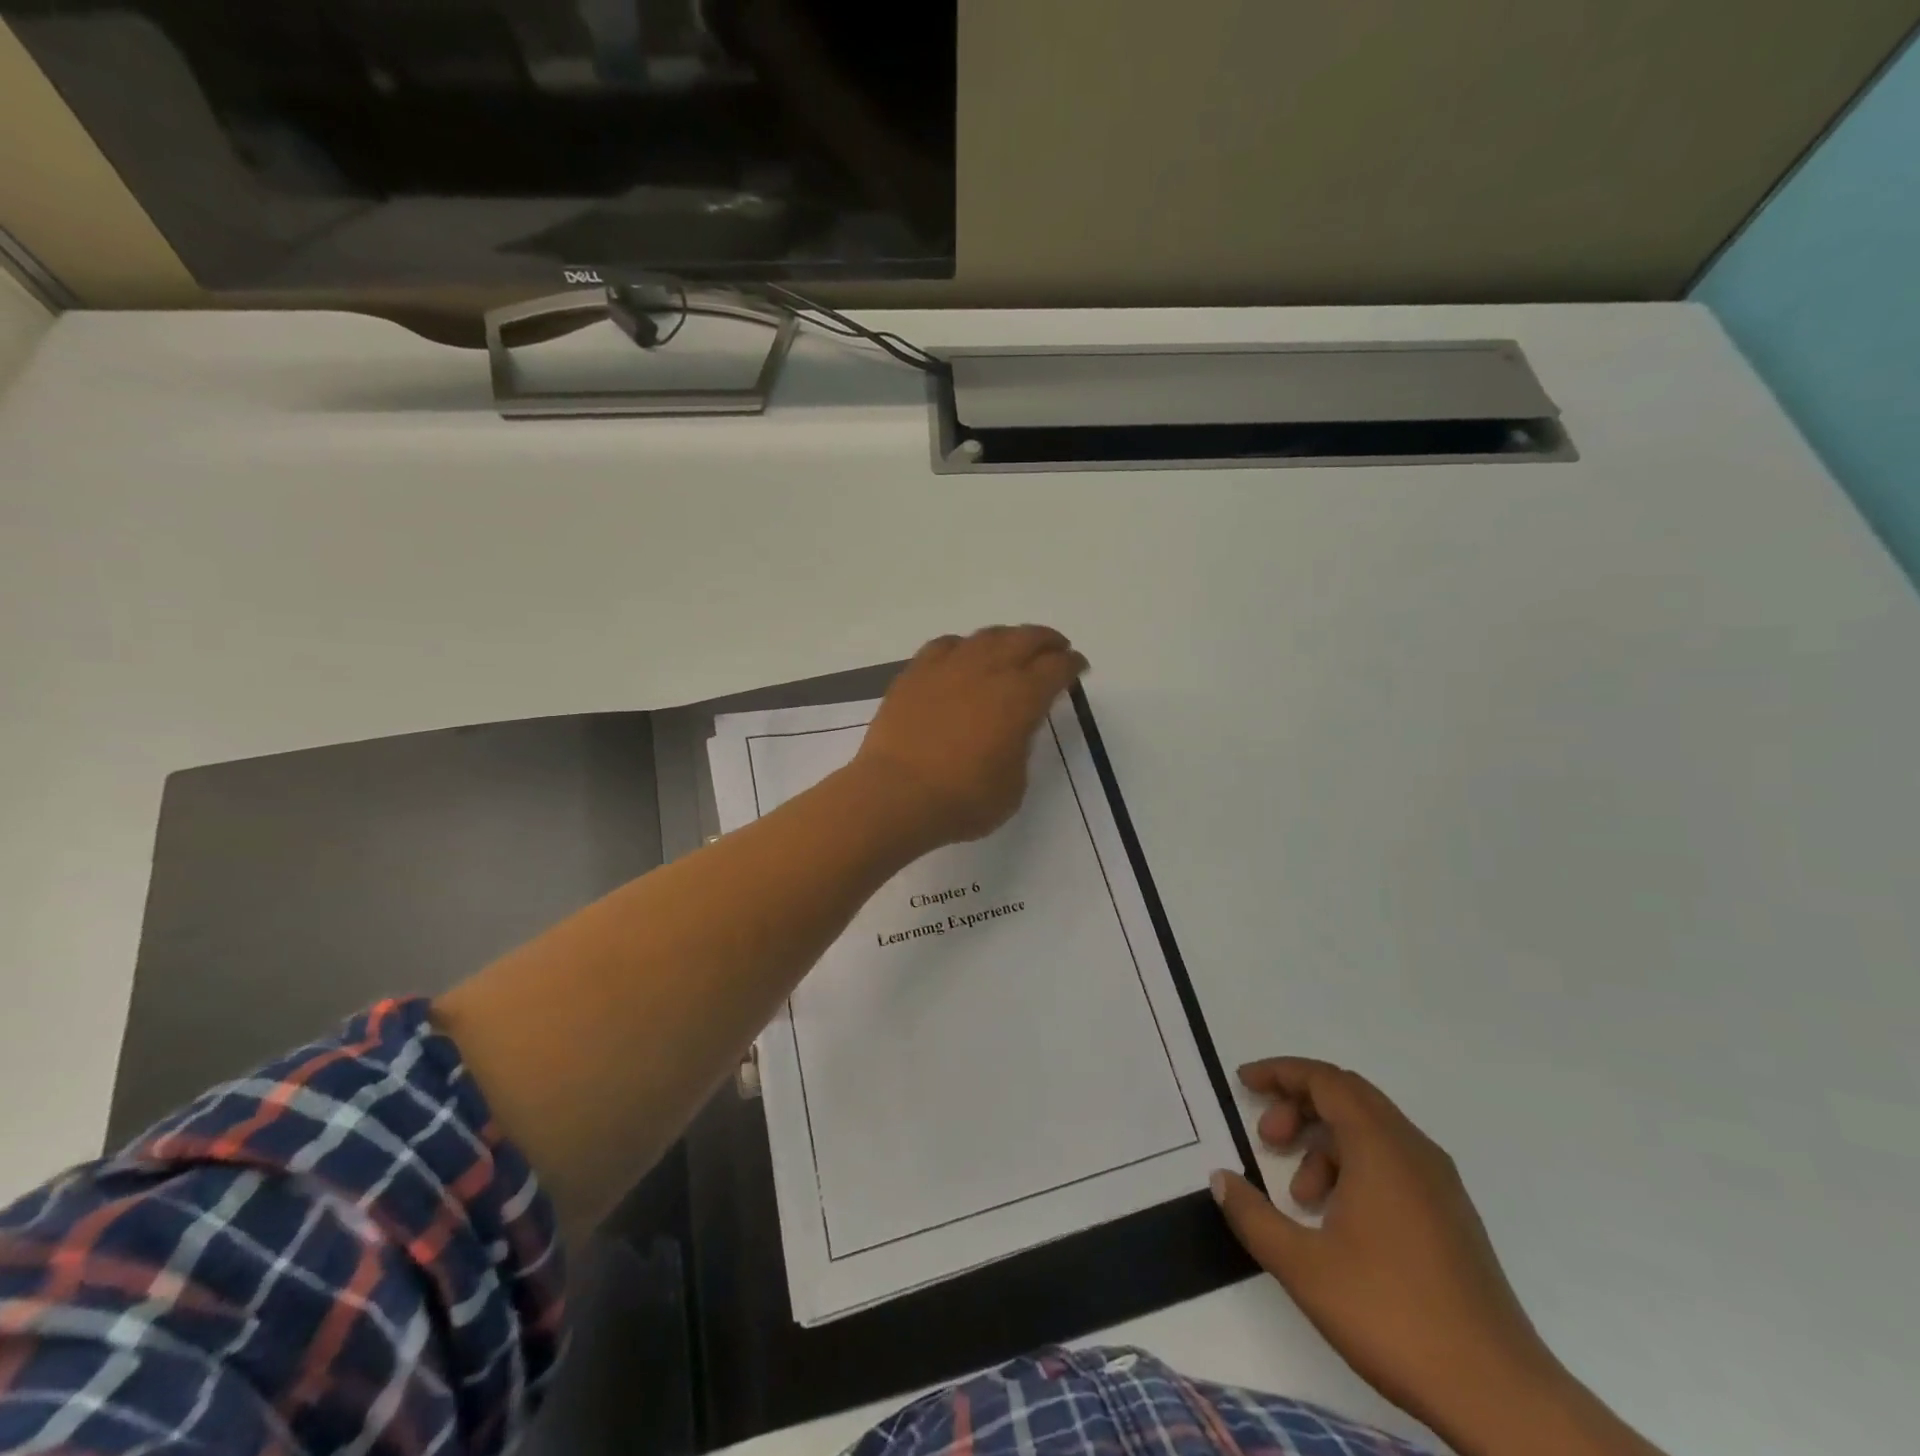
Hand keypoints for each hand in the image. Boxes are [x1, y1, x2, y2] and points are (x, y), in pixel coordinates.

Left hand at [852, 625, 1087, 846]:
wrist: (897, 795)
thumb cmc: (963, 799)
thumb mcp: (1014, 784)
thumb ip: (1020, 747)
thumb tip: (1012, 729)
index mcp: (1021, 697)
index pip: (1056, 668)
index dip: (1072, 665)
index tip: (1078, 667)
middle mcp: (988, 670)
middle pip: (1026, 639)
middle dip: (1047, 641)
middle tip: (1056, 648)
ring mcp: (948, 667)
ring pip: (986, 636)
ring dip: (1008, 638)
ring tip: (1013, 647)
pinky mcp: (915, 673)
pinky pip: (946, 645)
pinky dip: (964, 646)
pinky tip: (963, 656)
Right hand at [1212, 1059, 1561, 1446]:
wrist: (1501, 1397)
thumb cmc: (1393, 1316)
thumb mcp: (1303, 1267)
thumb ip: (1253, 1215)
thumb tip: (1221, 1178)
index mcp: (1381, 1147)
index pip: (1324, 1079)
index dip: (1280, 1073)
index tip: (1244, 1083)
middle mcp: (1413, 1150)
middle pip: (1348, 1095)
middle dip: (1299, 1104)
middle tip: (1266, 1138)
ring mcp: (1439, 1184)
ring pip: (1370, 1130)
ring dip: (1324, 1141)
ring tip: (1298, 1195)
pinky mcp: (1452, 1216)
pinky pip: (1392, 1161)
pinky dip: (1353, 1166)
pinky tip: (1337, 1220)